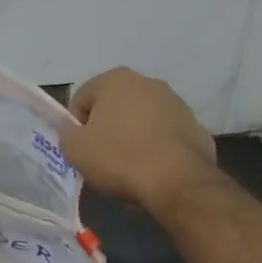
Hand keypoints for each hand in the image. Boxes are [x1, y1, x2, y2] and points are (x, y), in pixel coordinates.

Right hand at [61, 68, 215, 211]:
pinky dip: (157, 150)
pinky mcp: (196, 127)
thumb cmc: (119, 158)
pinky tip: (154, 172)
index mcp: (116, 80)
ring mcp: (176, 104)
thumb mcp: (74, 149)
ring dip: (132, 140)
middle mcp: (148, 82)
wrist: (178, 182)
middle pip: (113, 108)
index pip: (81, 100)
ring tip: (129, 170)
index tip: (81, 150)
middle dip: (106, 131)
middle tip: (102, 161)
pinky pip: (165, 137)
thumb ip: (66, 132)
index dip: (76, 127)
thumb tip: (72, 129)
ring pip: (141, 122)